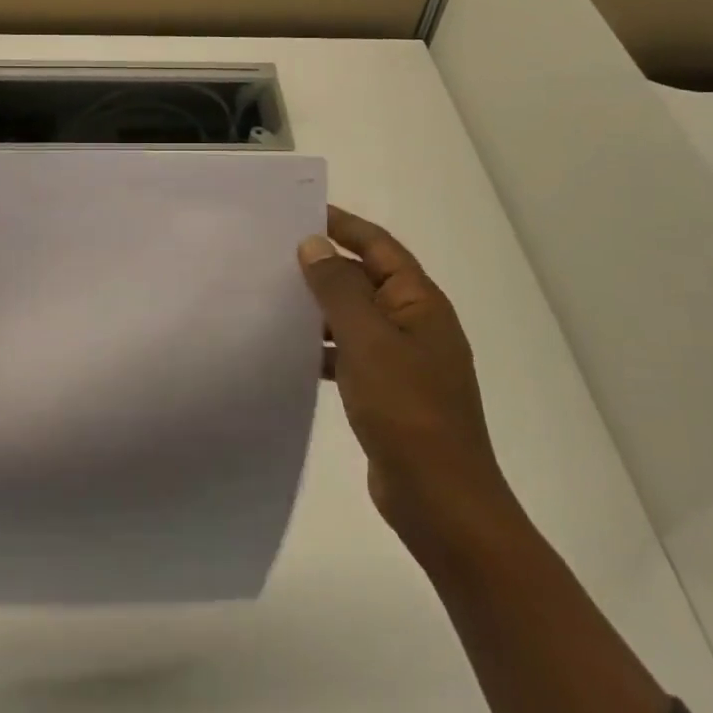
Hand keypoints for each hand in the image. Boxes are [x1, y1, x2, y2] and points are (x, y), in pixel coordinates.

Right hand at [298, 207, 515, 555]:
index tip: (300, 212)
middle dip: (325, 265)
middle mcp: (414, 323)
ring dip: (320, 308)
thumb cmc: (407, 410)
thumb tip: (314, 244)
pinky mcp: (389, 391)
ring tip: (272, 297)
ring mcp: (403, 360)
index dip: (343, 225)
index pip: (379, 246)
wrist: (440, 500)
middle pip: (366, 279)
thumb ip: (339, 289)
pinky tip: (290, 352)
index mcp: (419, 302)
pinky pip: (352, 353)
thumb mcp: (368, 341)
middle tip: (274, 253)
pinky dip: (324, 348)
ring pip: (355, 318)